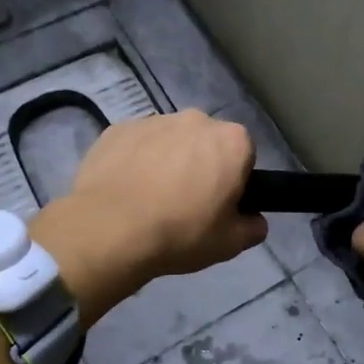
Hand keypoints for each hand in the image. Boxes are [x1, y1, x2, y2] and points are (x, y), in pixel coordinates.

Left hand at [30, 109, 265, 322]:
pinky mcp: (118, 129)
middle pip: (207, 142)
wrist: (109, 230)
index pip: (245, 155)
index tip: (220, 204)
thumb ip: (253, 228)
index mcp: (232, 141)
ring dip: (168, 160)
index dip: (235, 180)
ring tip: (151, 198)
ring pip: (170, 140)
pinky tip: (126, 191)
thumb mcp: (230, 244)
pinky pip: (137, 144)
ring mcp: (154, 120)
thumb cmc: (180, 233)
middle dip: (201, 164)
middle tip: (186, 203)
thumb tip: (254, 220)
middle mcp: (196, 120)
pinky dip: (136, 161)